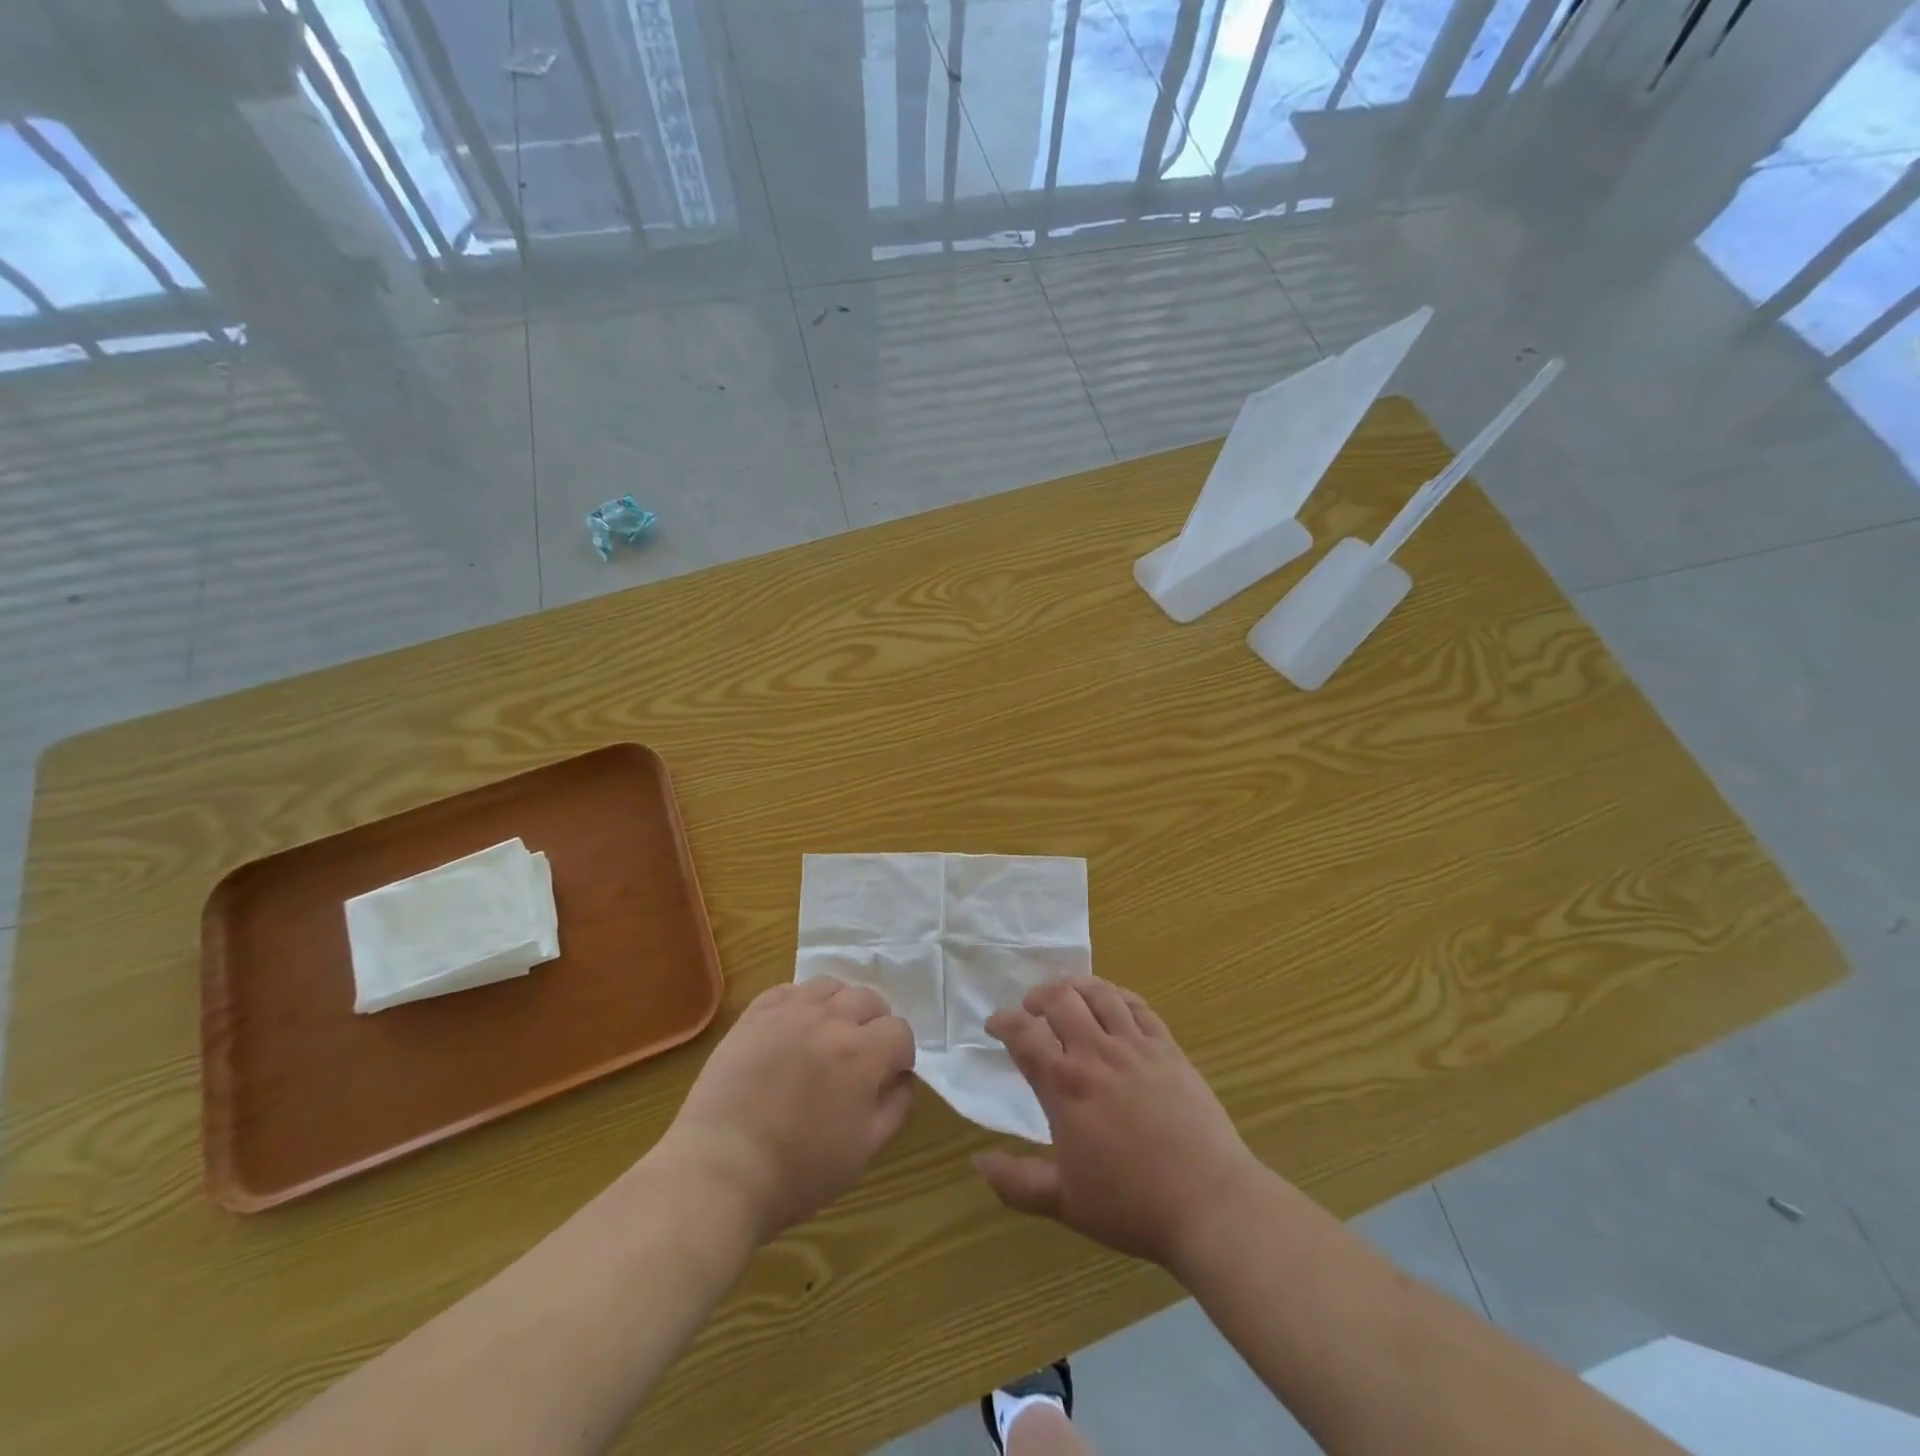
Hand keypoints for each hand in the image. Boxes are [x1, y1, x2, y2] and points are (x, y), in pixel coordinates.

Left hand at [660, 978, 915, 1242]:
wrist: (720, 1172)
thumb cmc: (798, 1172)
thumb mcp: (863, 1151)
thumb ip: (895, 1107)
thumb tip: (903, 1078)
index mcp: (863, 1054)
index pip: (900, 1030)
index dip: (900, 1054)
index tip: (888, 1077)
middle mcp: (830, 1020)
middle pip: (869, 999)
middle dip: (874, 1024)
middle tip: (860, 1057)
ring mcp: (789, 1012)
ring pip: (830, 986)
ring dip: (839, 1006)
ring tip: (828, 1037)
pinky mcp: (754, 1015)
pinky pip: (788, 990)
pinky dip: (800, 1002)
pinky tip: (794, 1029)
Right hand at [974, 977, 1266, 1269]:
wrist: (1209, 1202)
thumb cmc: (1132, 1204)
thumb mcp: (1065, 1202)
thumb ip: (1016, 1182)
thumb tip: (977, 1161)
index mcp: (1066, 1086)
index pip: (1024, 1034)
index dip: (1003, 1021)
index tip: (995, 1025)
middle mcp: (1097, 1053)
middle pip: (1059, 999)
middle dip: (1037, 996)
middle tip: (1031, 1010)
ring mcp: (1136, 1046)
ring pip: (1098, 993)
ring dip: (1075, 987)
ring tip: (1066, 997)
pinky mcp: (1168, 1047)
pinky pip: (1138, 1005)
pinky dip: (1116, 994)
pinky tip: (1111, 1002)